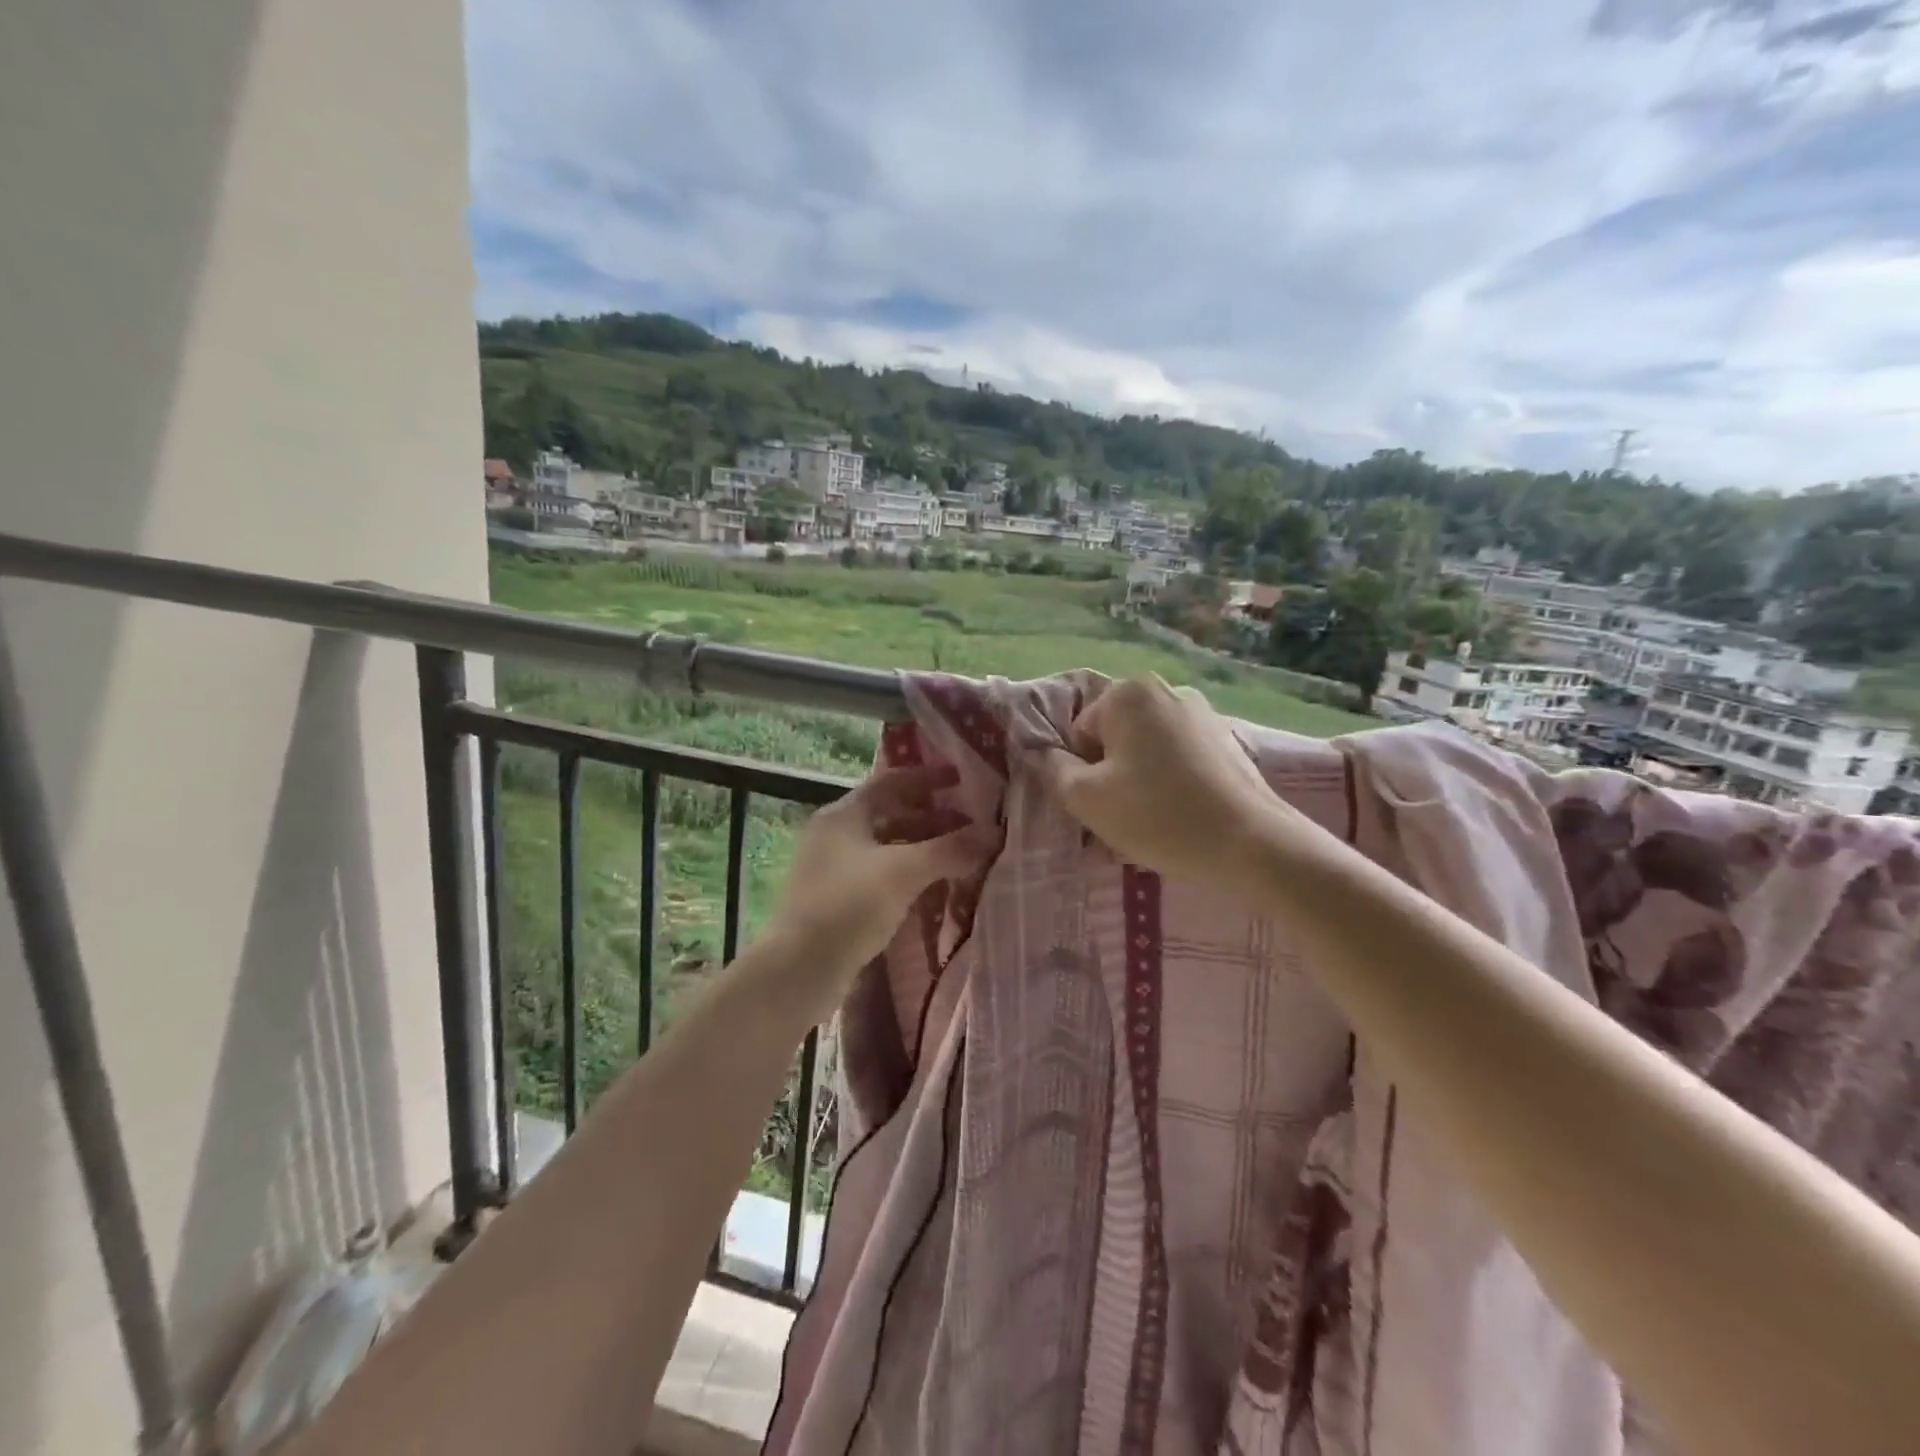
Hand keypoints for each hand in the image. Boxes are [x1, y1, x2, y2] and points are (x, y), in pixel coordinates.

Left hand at [766, 764, 993, 1013]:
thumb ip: (950, 849)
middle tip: (971, 826)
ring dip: (923, 848)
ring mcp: (834, 868)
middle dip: (933, 817)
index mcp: (843, 814)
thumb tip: (993, 833)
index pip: (891, 781)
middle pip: (891, 814)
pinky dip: (909, 874)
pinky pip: (881, 875)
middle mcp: (835, 834)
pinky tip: (934, 888)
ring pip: (887, 847)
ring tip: (960, 857)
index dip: (928, 777)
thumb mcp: (903, 872)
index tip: (962, 779)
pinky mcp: (838, 900)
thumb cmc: (849, 906)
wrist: (798, 971)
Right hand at [1038, 674, 1325, 885]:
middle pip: (1115, 741)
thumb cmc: (1157, 814)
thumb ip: (1053, 770)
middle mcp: (1165, 691)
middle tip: (1120, 821)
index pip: (1080, 735)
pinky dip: (1171, 786)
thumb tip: (1042, 753)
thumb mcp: (1086, 798)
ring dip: (1138, 785)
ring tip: (1150, 827)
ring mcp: (1202, 713)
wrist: (1250, 843)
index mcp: (1127, 694)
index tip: (1099, 808)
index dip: (1082, 775)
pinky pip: (1179, 761)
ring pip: (1147, 753)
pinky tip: (1180, 820)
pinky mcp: (1227, 740)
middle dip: (1110, 779)